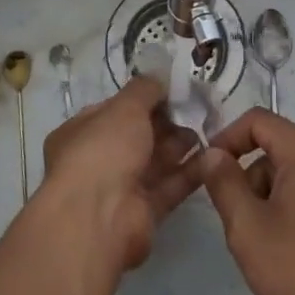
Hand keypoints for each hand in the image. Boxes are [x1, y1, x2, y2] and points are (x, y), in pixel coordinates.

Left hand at [39, 76, 199, 274]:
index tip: (172, 90)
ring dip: (180, 145)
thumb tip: (159, 76)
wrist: (99, 218)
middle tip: (196, 108)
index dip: (142, 99)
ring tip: (209, 128)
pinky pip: (169, 187)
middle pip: (137, 136)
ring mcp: (120, 189)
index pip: (114, 110)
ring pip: (155, 162)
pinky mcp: (143, 214)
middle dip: (166, 122)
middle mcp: (98, 160)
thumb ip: (144, 89)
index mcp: (81, 132)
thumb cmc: (103, 150)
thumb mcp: (124, 107)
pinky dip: (189, 172)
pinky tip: (212, 157)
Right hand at [196, 109, 294, 294]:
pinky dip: (290, 218)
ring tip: (261, 250)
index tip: (208, 171)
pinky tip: (287, 262)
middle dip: (248, 179)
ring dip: (267, 202)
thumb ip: (224, 183)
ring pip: (293, 181)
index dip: (227, 137)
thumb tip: (213, 154)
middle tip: (235, 222)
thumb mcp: (247, 227)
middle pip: (277, 151)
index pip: (259, 121)